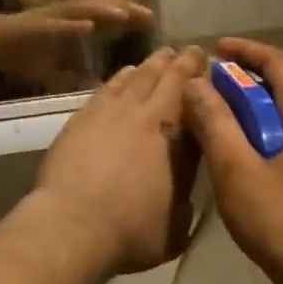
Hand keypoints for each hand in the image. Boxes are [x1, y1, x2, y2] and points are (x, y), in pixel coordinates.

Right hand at [0, 0, 154, 90]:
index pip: (108, 22)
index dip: (129, 21)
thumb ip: (79, 75)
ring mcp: (50, 19)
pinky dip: (71, 25)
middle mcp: (66, 18)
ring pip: (82, 12)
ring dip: (103, 11)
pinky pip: (54, 24)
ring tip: (124, 13)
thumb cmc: (21, 53)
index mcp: (74, 27)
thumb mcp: (55, 70)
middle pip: (101, 11)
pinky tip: (86, 27)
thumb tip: (103, 90)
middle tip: (149, 14)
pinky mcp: (33, 24)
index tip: (152, 23)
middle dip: (125, 11)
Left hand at [32, 47, 206, 275]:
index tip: (209, 68)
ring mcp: (110, 113)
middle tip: (190, 52)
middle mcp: (145, 116)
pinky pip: (107, 88)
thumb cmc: (131, 232)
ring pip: (135, 79)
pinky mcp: (82, 118)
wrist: (73, 225)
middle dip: (180, 64)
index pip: (193, 100)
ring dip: (151, 66)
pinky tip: (124, 74)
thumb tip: (189, 182)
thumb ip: (186, 196)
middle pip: (165, 80)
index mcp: (173, 137)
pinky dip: (119, 77)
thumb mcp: (176, 226)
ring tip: (161, 56)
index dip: (201, 82)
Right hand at [181, 38, 282, 283]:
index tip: (213, 49)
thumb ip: (215, 123)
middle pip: (280, 85)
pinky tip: (233, 151)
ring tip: (212, 114)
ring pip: (281, 113)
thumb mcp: (238, 170)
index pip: (278, 62)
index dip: (245, 50)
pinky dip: (256, 130)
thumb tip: (195, 83)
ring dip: (247, 107)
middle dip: (241, 79)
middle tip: (204, 85)